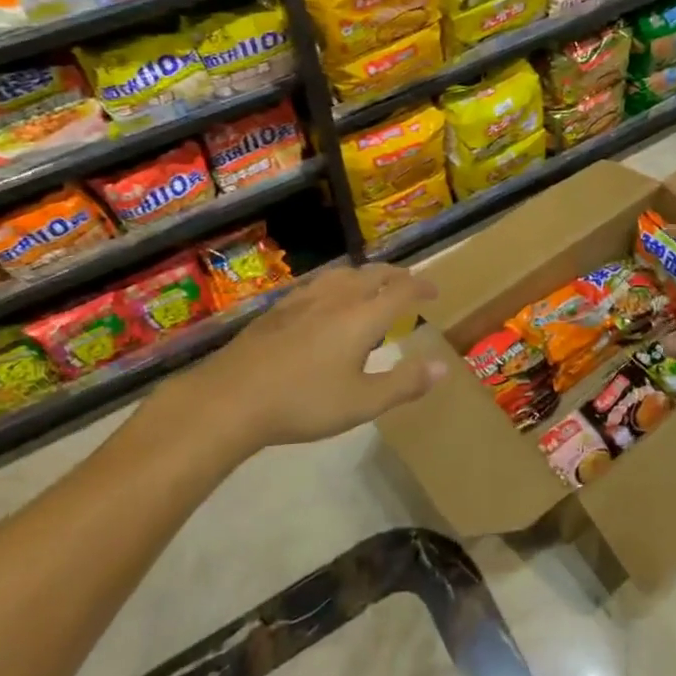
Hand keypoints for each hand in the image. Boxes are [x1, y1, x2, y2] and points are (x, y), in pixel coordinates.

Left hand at [165, 262, 445, 448]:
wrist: (232, 397)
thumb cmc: (304, 402)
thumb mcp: (362, 402)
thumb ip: (405, 383)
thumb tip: (443, 367)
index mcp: (363, 316)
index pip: (402, 289)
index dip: (422, 286)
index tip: (435, 291)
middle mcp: (338, 297)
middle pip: (374, 273)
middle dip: (396, 275)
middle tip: (408, 285)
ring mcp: (305, 299)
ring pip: (344, 273)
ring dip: (366, 275)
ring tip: (371, 287)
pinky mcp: (279, 307)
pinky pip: (319, 283)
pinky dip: (337, 284)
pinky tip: (326, 301)